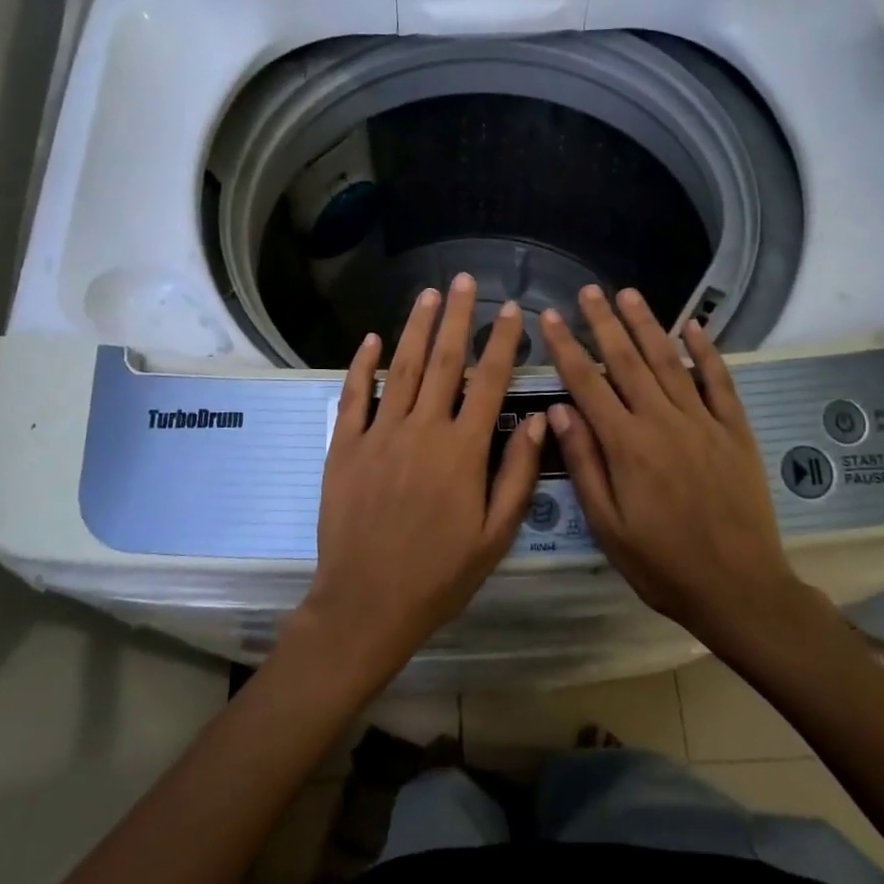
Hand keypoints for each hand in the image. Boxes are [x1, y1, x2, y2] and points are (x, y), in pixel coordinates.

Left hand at [291, 274, 545, 688]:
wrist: (367, 603)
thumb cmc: (439, 575)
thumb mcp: (495, 536)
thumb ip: (517, 475)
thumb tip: (538, 422)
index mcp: (463, 451)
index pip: (489, 383)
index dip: (501, 343)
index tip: (511, 310)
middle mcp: (422, 430)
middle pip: (443, 362)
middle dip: (456, 318)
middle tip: (464, 280)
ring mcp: (379, 435)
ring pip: (400, 368)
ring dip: (415, 328)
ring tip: (428, 295)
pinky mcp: (345, 447)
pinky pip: (354, 396)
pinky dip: (362, 365)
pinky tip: (370, 338)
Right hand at [541, 286, 810, 652]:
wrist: (739, 588)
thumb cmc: (662, 564)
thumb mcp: (608, 526)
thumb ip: (584, 463)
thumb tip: (559, 410)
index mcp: (626, 445)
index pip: (587, 383)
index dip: (565, 347)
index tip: (549, 317)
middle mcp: (663, 422)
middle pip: (627, 361)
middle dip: (604, 323)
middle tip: (588, 290)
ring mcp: (703, 423)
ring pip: (669, 362)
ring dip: (648, 325)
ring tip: (629, 294)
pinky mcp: (734, 432)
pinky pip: (719, 383)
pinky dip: (706, 352)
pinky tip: (694, 327)